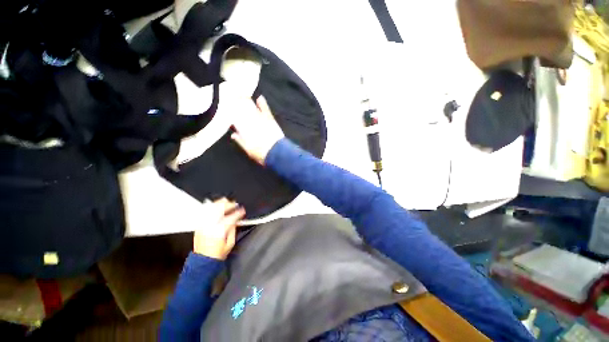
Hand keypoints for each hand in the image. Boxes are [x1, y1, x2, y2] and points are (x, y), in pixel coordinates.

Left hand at [193, 198, 245, 259]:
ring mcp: (203, 224)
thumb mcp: (229, 245)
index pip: (231, 218)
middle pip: (219, 209)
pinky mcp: (199, 224)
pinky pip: (204, 212)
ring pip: (211, 208)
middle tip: (234, 204)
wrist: (204, 259)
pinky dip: (210, 207)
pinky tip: (214, 206)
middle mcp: (210, 225)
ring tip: (225, 202)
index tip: (242, 211)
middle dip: (228, 204)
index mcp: (220, 231)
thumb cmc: (217, 254)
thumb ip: (232, 231)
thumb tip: (235, 222)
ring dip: (219, 203)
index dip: (238, 213)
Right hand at [231, 96, 284, 164]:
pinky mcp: (269, 119)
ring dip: (247, 103)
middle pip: (243, 113)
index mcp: (245, 131)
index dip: (232, 116)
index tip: (228, 111)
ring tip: (242, 97)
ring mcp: (261, 120)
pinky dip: (262, 103)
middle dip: (238, 107)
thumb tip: (233, 134)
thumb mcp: (248, 149)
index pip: (236, 121)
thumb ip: (240, 141)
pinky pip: (264, 109)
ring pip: (252, 109)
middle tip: (233, 100)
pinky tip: (259, 97)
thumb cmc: (261, 153)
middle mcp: (252, 124)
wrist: (276, 153)